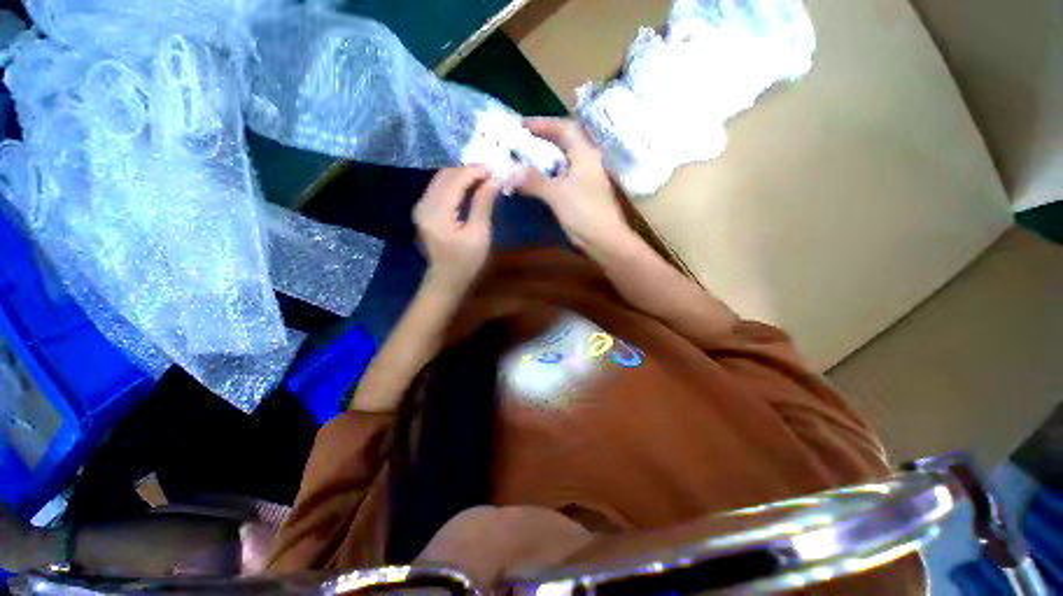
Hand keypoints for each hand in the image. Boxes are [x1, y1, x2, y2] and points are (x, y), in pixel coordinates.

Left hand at [414, 166, 499, 293]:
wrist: (446, 280)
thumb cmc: (466, 262)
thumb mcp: (479, 234)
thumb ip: (483, 204)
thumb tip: (494, 180)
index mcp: (437, 212)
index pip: (455, 179)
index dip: (476, 171)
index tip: (496, 170)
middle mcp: (424, 204)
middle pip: (446, 175)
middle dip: (470, 171)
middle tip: (492, 175)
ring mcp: (421, 206)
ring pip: (442, 179)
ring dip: (463, 176)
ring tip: (485, 180)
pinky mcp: (424, 210)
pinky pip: (440, 188)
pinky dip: (457, 184)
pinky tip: (471, 188)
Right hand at [515, 118, 632, 253]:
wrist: (605, 241)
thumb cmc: (585, 213)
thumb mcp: (557, 194)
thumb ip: (533, 180)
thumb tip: (509, 171)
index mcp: (585, 155)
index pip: (564, 129)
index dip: (543, 124)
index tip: (521, 126)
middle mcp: (587, 163)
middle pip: (565, 143)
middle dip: (543, 140)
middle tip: (521, 142)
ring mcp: (586, 180)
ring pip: (563, 162)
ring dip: (545, 160)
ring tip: (525, 160)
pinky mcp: (583, 195)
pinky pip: (563, 178)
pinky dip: (549, 176)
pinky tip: (537, 182)